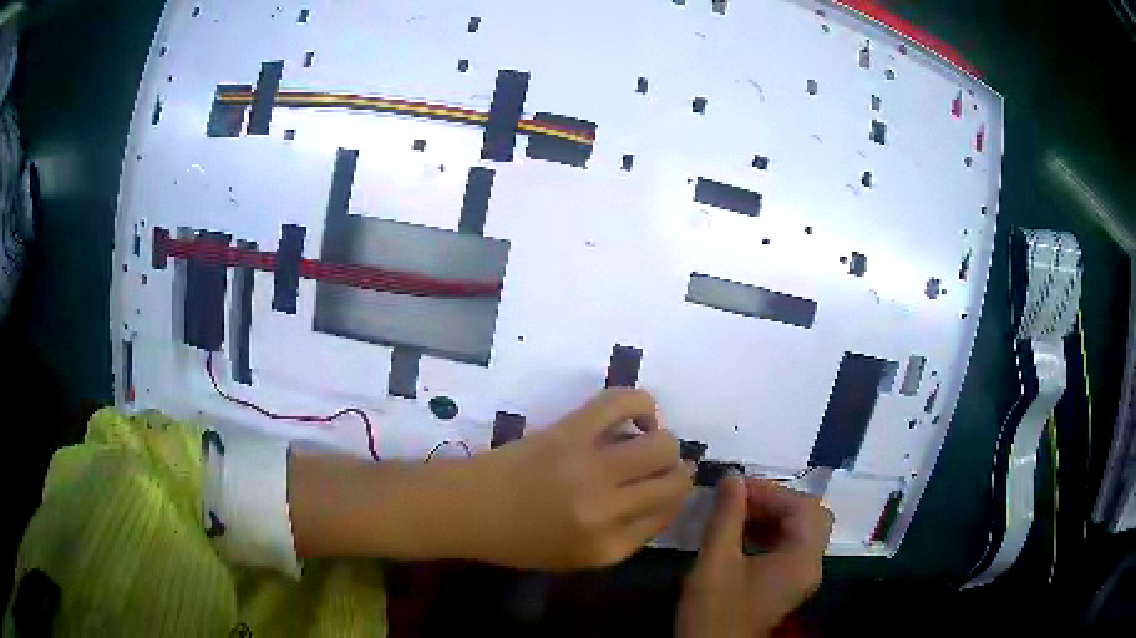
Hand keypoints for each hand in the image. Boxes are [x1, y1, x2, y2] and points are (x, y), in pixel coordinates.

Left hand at [288, 389, 689, 569]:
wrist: (464, 509)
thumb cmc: (516, 540)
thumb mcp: (576, 558)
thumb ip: (627, 535)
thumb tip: (665, 498)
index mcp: (606, 547)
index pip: (667, 515)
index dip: (673, 498)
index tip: (666, 488)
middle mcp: (605, 509)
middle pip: (675, 478)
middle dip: (677, 471)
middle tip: (658, 468)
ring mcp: (588, 466)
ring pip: (662, 443)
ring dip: (663, 442)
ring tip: (646, 441)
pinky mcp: (569, 430)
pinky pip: (622, 401)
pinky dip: (640, 402)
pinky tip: (634, 415)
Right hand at [676, 475, 832, 637]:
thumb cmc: (714, 610)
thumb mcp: (715, 562)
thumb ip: (727, 517)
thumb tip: (732, 477)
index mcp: (802, 559)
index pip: (801, 508)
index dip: (770, 491)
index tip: (735, 488)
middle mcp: (810, 565)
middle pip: (809, 517)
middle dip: (776, 502)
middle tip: (741, 499)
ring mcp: (801, 576)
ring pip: (800, 531)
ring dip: (772, 516)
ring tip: (736, 513)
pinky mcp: (787, 584)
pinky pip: (789, 547)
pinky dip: (770, 533)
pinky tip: (740, 535)